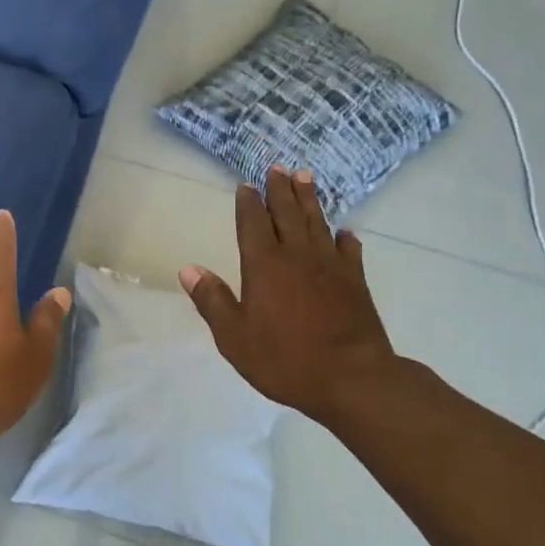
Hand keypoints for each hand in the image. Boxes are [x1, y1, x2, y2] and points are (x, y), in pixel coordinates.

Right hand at [179, 168, 399, 427]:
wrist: (352, 378)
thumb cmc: (285, 360)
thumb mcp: (235, 338)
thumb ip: (213, 301)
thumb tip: (188, 270)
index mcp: (264, 265)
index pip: (253, 224)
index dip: (249, 203)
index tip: (247, 185)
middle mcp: (297, 256)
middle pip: (287, 213)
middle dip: (280, 189)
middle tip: (277, 168)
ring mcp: (330, 265)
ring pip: (317, 222)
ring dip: (309, 199)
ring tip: (304, 177)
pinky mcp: (356, 280)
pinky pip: (349, 250)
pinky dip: (344, 237)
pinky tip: (344, 231)